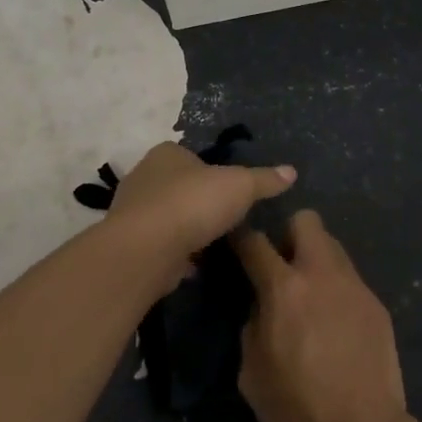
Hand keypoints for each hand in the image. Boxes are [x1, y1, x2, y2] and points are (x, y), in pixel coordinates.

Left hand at [109, 142, 295, 284]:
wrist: (146, 250)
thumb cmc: (193, 204)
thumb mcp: (240, 186)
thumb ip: (265, 179)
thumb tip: (291, 171)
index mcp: (167, 153)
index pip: (193, 157)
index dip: (213, 172)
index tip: (232, 192)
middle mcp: (145, 176)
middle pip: (180, 187)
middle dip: (200, 203)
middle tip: (226, 220)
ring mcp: (133, 211)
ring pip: (169, 217)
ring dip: (187, 230)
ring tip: (214, 245)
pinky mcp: (130, 244)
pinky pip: (160, 246)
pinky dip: (176, 254)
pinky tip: (194, 267)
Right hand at [234, 212, 408, 421]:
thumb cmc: (299, 407)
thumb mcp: (251, 374)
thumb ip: (252, 326)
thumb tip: (261, 308)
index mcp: (284, 288)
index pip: (254, 241)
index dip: (239, 236)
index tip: (234, 240)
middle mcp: (320, 273)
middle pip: (305, 220)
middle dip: (288, 233)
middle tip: (282, 266)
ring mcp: (353, 285)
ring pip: (332, 245)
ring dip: (316, 259)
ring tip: (311, 295)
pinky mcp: (376, 304)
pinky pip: (350, 280)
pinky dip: (337, 290)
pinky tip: (336, 325)